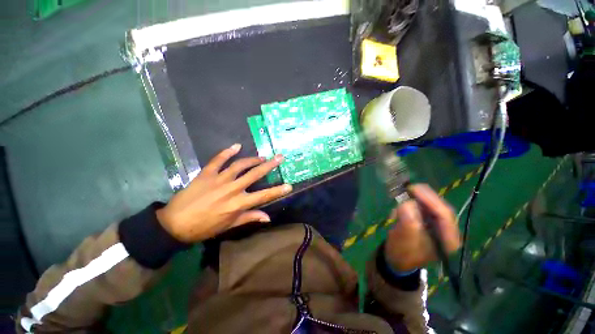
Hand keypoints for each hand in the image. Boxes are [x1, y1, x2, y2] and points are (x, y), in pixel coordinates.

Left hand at [156, 144, 292, 242]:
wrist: (175, 223)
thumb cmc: (205, 227)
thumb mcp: (229, 225)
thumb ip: (249, 217)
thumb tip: (268, 217)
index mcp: (238, 203)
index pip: (263, 196)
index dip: (277, 191)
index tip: (289, 185)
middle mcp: (232, 189)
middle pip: (255, 174)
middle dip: (269, 165)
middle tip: (280, 157)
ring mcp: (219, 179)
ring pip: (240, 165)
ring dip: (253, 159)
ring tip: (262, 157)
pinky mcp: (206, 173)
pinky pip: (218, 160)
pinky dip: (227, 152)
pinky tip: (236, 146)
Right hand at [384, 184, 459, 271]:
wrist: (396, 260)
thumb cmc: (401, 253)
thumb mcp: (404, 239)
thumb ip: (408, 222)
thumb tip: (406, 203)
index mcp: (448, 240)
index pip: (444, 215)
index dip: (430, 200)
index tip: (413, 189)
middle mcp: (447, 232)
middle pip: (439, 208)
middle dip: (424, 198)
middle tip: (409, 188)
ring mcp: (438, 227)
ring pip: (430, 207)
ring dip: (415, 201)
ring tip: (401, 201)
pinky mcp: (428, 223)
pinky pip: (422, 208)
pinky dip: (411, 205)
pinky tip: (400, 210)